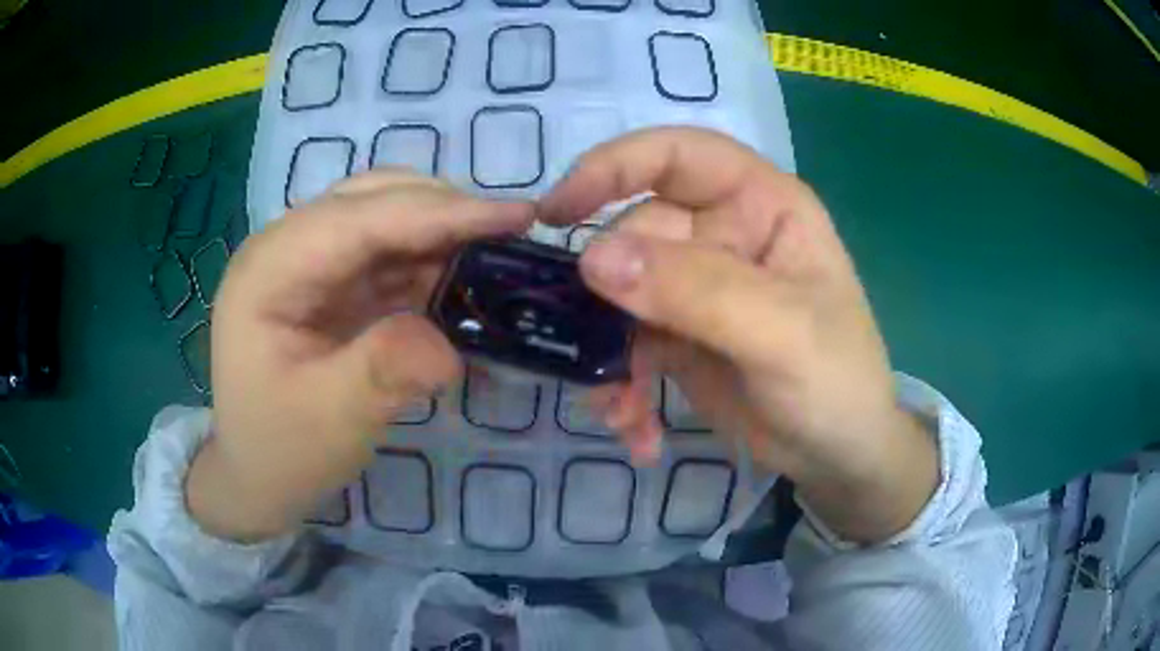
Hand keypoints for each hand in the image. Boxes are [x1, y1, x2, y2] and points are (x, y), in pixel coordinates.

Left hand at [187, 171, 533, 541]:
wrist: (256, 472)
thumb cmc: (280, 450)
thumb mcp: (330, 421)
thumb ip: (383, 372)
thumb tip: (450, 345)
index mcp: (269, 270)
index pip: (358, 219)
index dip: (439, 212)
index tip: (515, 216)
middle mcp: (285, 247)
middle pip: (372, 199)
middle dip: (444, 210)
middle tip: (512, 234)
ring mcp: (308, 261)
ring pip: (384, 216)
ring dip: (440, 231)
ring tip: (496, 255)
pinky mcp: (330, 281)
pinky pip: (387, 252)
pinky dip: (429, 259)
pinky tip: (462, 279)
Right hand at [539, 128, 936, 542]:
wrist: (838, 454)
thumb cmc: (837, 381)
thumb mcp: (780, 333)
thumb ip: (695, 289)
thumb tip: (593, 257)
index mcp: (759, 204)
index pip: (676, 155)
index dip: (613, 166)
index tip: (555, 211)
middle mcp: (723, 233)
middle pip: (635, 233)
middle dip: (607, 295)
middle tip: (598, 353)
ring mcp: (697, 286)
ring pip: (620, 293)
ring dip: (607, 350)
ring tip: (617, 406)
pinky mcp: (679, 334)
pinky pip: (627, 342)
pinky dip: (620, 383)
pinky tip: (635, 425)